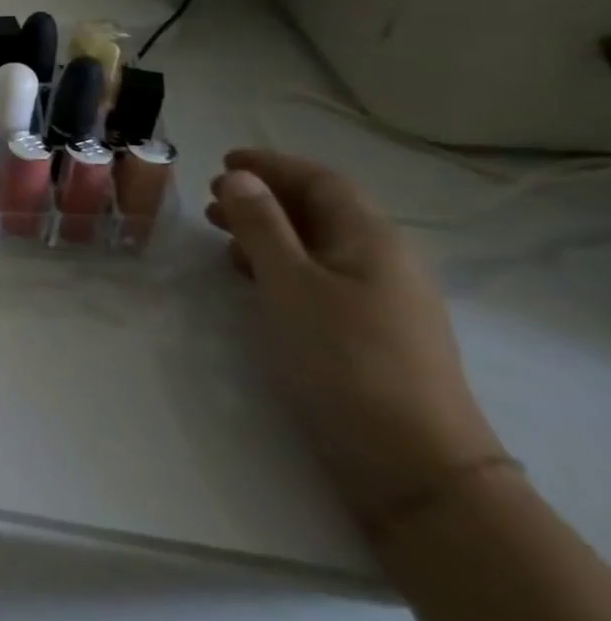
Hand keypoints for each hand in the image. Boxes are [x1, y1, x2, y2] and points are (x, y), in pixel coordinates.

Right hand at [208, 149, 504, 527]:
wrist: (410, 459)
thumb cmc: (342, 355)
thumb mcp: (288, 281)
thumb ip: (261, 224)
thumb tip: (238, 177)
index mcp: (371, 239)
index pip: (321, 181)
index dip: (271, 166)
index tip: (221, 161)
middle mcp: (384, 260)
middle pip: (321, 210)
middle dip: (264, 197)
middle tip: (210, 199)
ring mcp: (382, 298)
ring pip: (317, 244)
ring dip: (268, 231)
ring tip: (220, 236)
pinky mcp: (370, 330)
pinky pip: (320, 275)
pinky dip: (280, 264)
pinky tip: (250, 278)